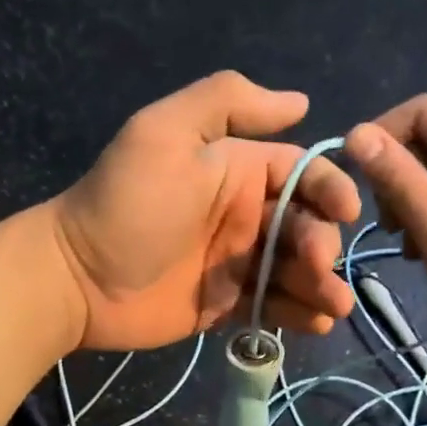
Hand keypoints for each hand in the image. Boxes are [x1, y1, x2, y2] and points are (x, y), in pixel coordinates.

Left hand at [53, 72, 361, 350]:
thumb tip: (299, 101)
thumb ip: (227, 103)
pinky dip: (298, 314)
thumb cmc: (128, 205)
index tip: (348, 212)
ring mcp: (235, 262)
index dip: (330, 189)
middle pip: (303, 226)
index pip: (300, 173)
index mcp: (236, 170)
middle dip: (322, 244)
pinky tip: (314, 324)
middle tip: (320, 267)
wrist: (78, 278)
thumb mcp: (166, 134)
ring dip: (321, 285)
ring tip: (333, 306)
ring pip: (294, 269)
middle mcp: (242, 214)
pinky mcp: (225, 304)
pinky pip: (271, 306)